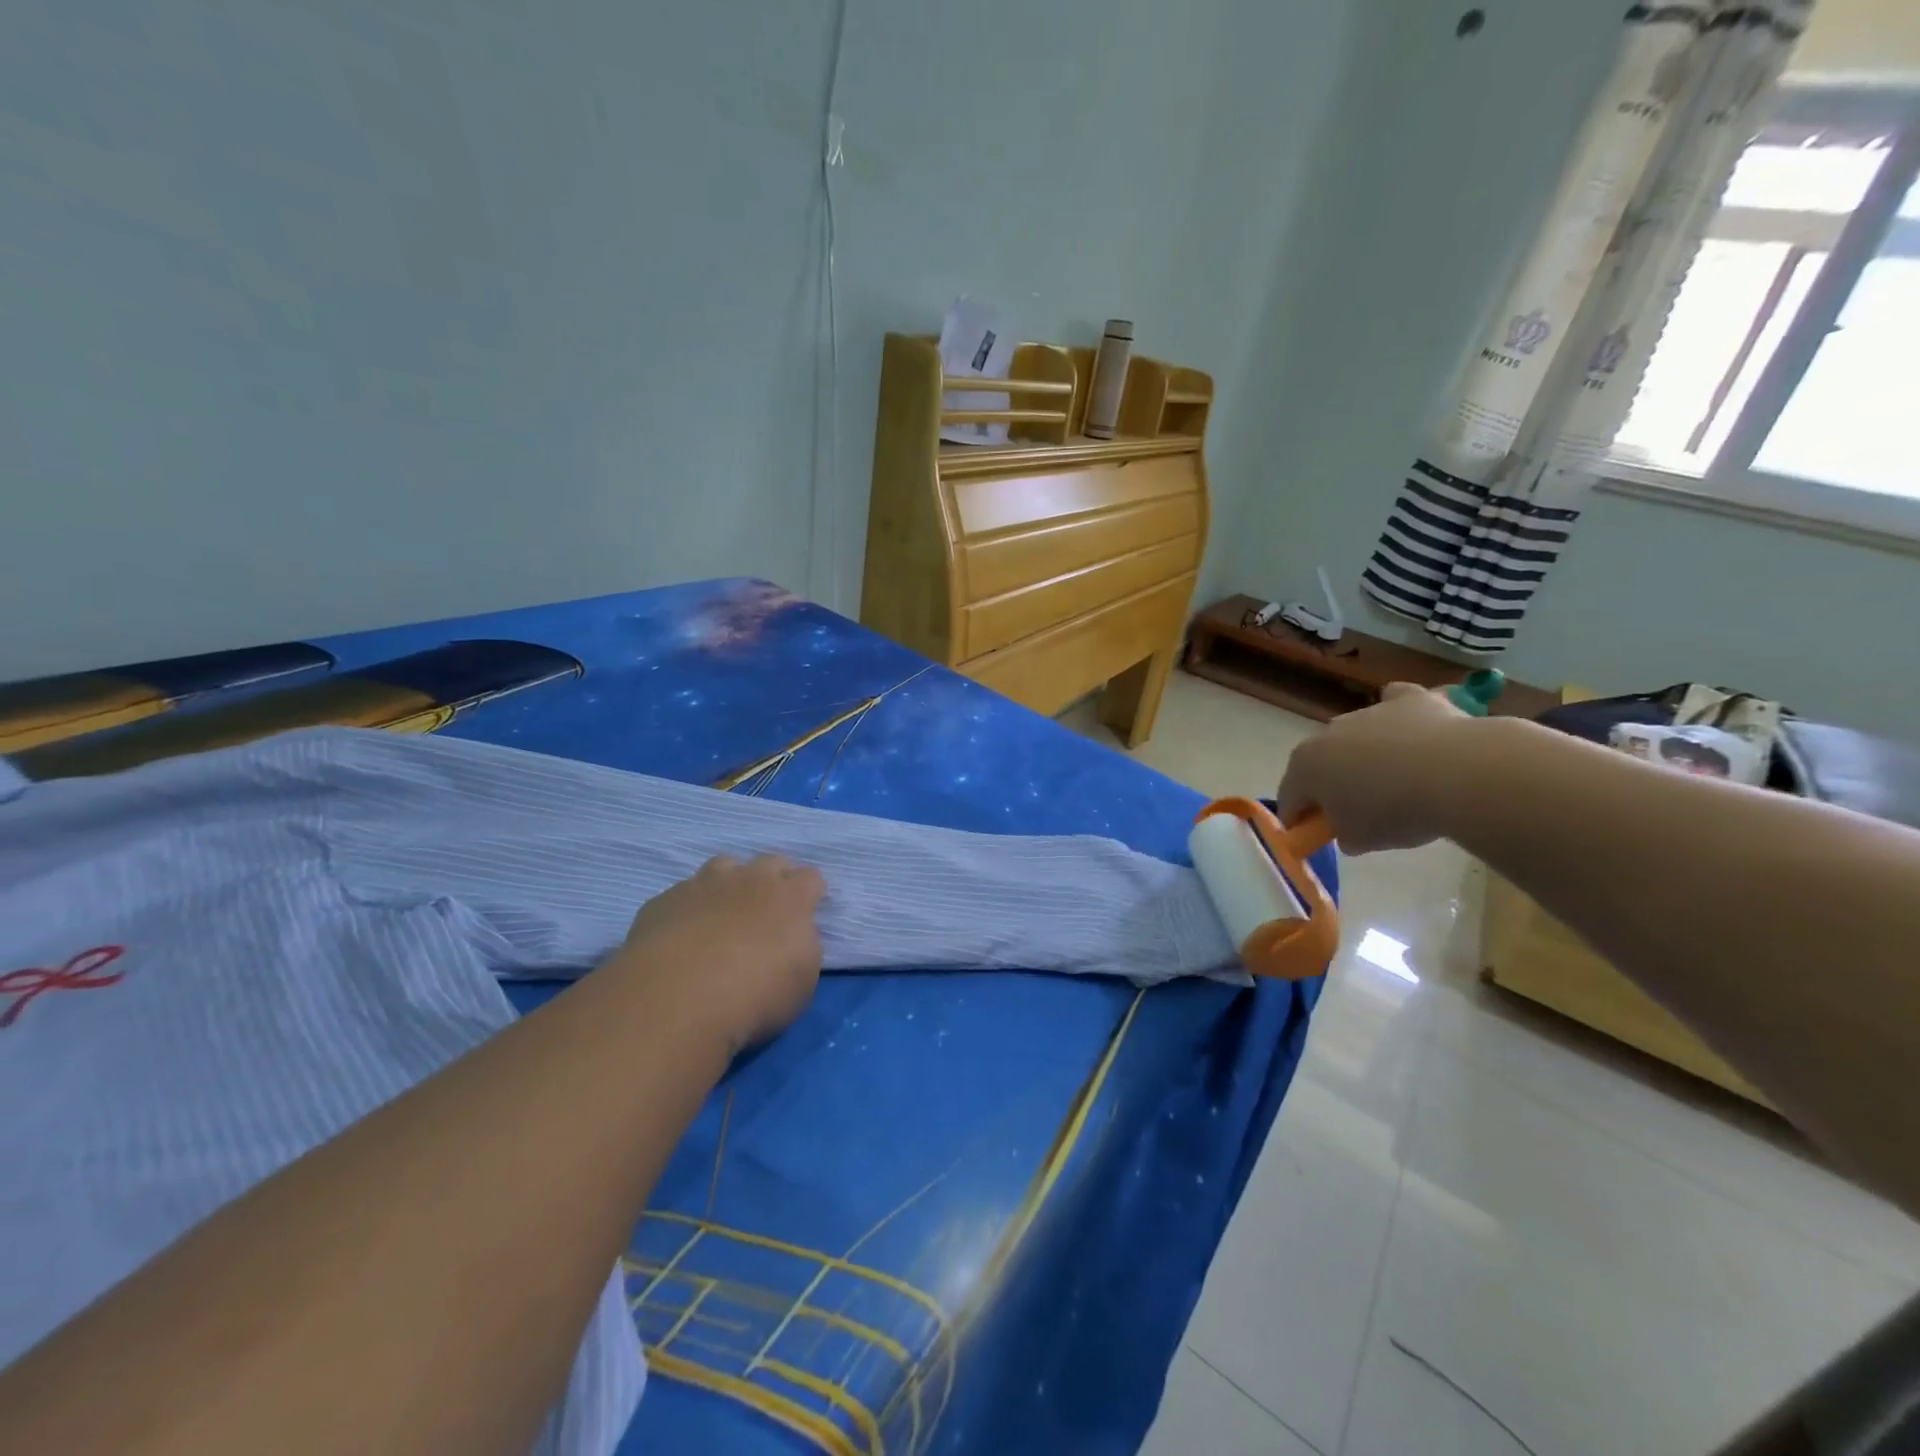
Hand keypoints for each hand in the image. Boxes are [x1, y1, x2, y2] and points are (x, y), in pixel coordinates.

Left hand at [618, 854, 826, 1052]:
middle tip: (768, 911)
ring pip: (724, 866)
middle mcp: (749, 880)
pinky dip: (690, 907)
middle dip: (774, 879)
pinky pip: (683, 893)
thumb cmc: (754, 996)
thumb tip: (791, 936)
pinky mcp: (664, 901)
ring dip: (730, 883)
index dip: (811, 893)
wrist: (677, 1000)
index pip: (810, 878)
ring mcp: (703, 885)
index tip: (807, 911)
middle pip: (770, 862)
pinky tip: (683, 933)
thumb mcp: (802, 981)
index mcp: (790, 898)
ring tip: (724, 913)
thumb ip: (802, 947)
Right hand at [1277, 683, 1479, 853]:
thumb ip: (1341, 833)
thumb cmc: (1395, 811)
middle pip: (1322, 762)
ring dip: (1366, 754)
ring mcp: (1367, 711)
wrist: (1457, 774)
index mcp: (1305, 766)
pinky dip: (1398, 715)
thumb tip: (1347, 827)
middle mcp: (1327, 732)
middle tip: (1358, 811)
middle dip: (1333, 783)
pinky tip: (1411, 729)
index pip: (1290, 798)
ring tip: (1397, 780)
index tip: (1314, 836)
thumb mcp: (1359, 840)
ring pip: (1357, 735)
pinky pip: (1395, 703)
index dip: (1299, 820)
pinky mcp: (1408, 699)